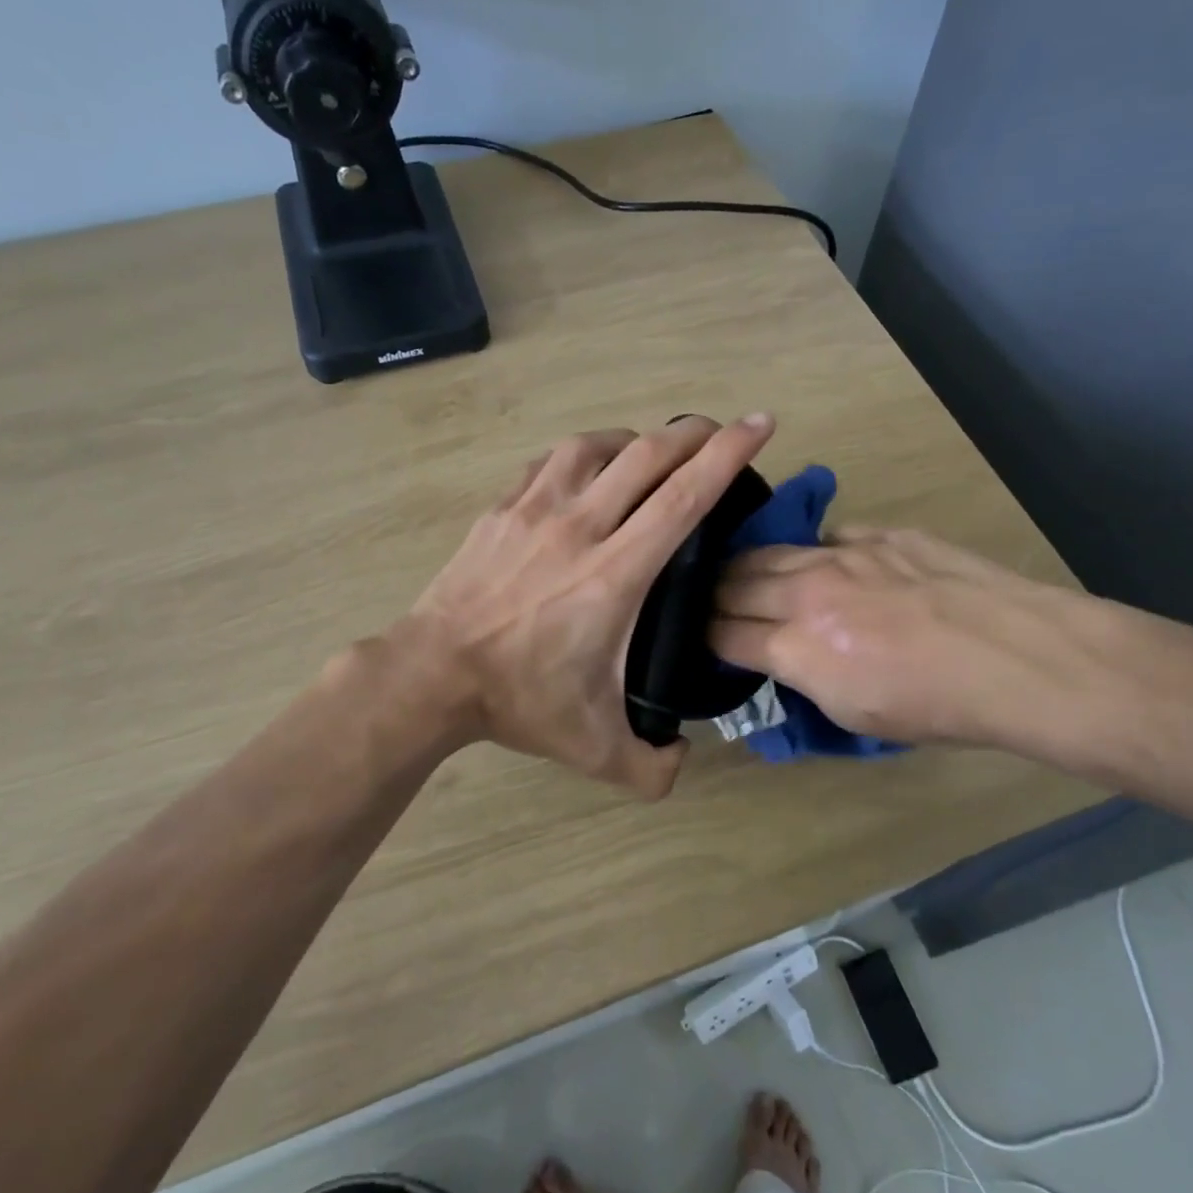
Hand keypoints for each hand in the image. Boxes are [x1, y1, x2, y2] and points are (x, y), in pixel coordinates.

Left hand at [405, 413, 776, 797]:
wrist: (432, 674)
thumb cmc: (518, 701)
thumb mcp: (595, 750)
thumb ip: (651, 769)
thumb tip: (682, 758)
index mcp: (615, 574)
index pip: (683, 498)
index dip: (728, 455)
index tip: (759, 424)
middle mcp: (580, 527)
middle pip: (647, 456)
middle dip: (693, 434)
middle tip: (717, 431)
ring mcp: (535, 510)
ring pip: (597, 447)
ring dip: (636, 440)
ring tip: (652, 452)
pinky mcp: (502, 508)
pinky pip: (552, 462)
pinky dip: (584, 454)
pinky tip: (590, 468)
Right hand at [710, 527, 1118, 750]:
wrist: (1016, 657)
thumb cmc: (936, 706)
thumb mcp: (853, 714)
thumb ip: (804, 677)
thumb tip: (783, 656)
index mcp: (797, 647)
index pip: (723, 634)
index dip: (704, 637)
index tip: (701, 638)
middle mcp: (806, 592)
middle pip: (732, 583)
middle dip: (711, 597)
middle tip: (710, 604)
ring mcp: (843, 554)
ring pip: (769, 551)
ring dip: (747, 567)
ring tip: (743, 575)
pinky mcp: (879, 534)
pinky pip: (825, 538)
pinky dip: (809, 554)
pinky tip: (818, 564)